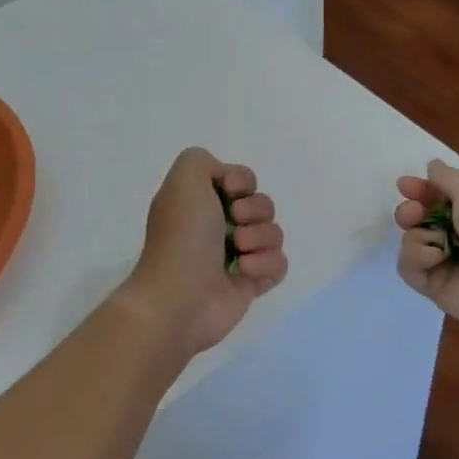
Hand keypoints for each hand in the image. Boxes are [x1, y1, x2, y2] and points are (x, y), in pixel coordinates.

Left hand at [123, 148, 287, 356]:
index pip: (244, 179)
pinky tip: (244, 273)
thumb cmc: (182, 237)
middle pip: (263, 204)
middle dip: (255, 211)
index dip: (243, 181)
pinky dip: (266, 265)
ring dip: (259, 239)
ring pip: (274, 233)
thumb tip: (228, 182)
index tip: (230, 191)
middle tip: (234, 223)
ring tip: (238, 253)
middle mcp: (220, 225)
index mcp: (203, 201)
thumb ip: (202, 160)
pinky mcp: (252, 283)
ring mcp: (238, 256)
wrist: (179, 298)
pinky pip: (279, 264)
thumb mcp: (184, 179)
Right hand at [394, 160, 458, 327]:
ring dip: (418, 236)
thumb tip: (432, 166)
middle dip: (410, 212)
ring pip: (411, 242)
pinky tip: (436, 258)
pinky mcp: (434, 287)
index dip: (420, 190)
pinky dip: (417, 259)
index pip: (438, 198)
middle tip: (412, 213)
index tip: (404, 186)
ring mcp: (446, 263)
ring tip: (437, 242)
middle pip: (419, 220)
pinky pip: (409, 268)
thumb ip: (447, 177)